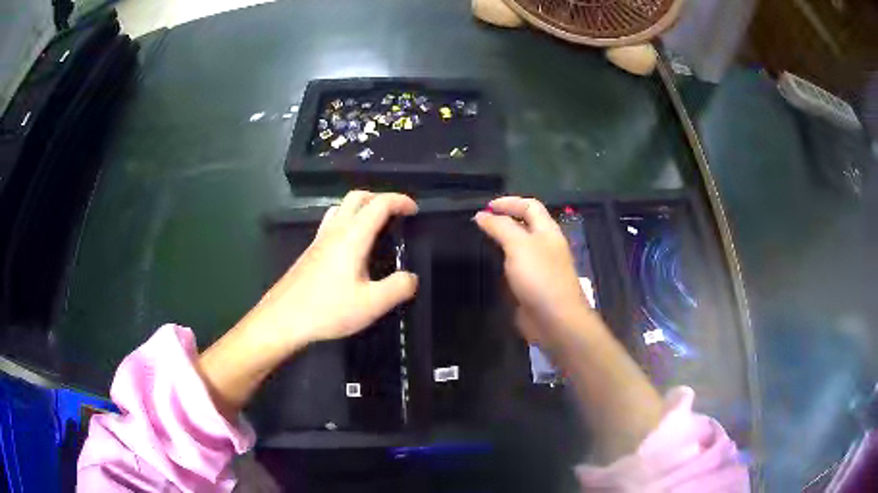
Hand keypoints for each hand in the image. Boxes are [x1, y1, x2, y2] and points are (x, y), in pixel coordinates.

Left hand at [249, 190, 418, 348]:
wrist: (283, 319)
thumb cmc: (327, 309)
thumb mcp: (372, 304)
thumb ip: (398, 288)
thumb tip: (411, 277)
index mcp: (353, 236)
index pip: (379, 204)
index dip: (400, 201)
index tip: (415, 210)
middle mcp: (335, 230)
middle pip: (357, 197)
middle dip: (380, 198)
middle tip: (396, 215)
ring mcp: (319, 239)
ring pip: (341, 207)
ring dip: (362, 208)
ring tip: (376, 227)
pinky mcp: (310, 252)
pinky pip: (332, 223)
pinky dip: (348, 221)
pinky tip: (352, 248)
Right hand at [474, 197, 593, 346]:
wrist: (555, 320)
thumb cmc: (540, 277)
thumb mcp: (519, 245)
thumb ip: (501, 227)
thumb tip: (482, 215)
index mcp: (548, 231)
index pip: (530, 206)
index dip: (509, 202)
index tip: (484, 208)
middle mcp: (546, 246)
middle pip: (525, 225)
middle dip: (504, 221)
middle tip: (479, 225)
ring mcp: (540, 268)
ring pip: (519, 248)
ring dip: (501, 243)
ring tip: (479, 243)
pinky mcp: (533, 287)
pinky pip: (516, 269)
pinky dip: (502, 264)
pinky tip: (488, 269)